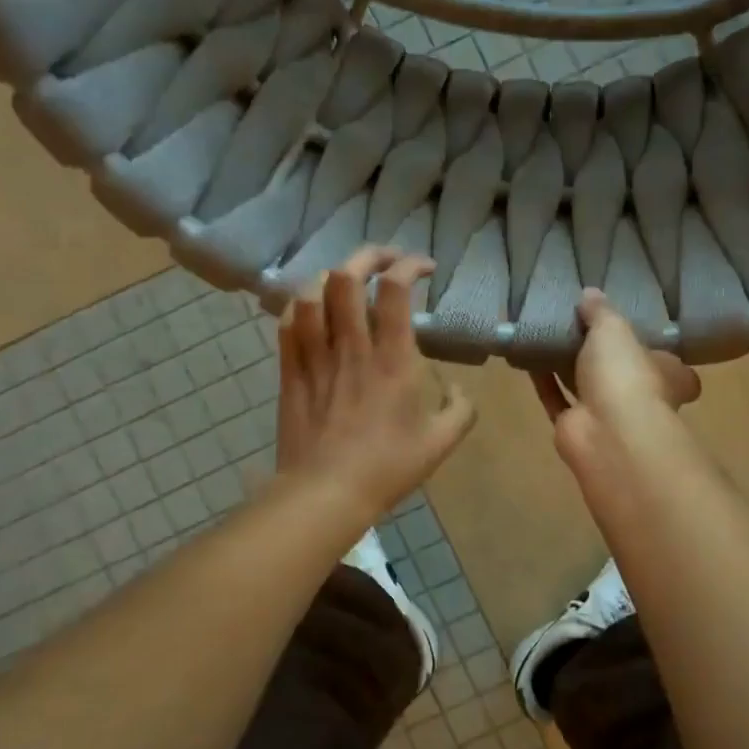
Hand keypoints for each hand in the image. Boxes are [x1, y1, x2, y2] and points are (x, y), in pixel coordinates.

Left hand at [275, 247, 477, 521]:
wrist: (326, 493)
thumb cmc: (387, 468)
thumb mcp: (441, 443)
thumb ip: (460, 410)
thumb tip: (458, 388)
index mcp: (393, 359)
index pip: (395, 289)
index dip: (409, 264)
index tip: (425, 269)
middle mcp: (352, 347)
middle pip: (347, 276)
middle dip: (367, 255)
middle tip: (385, 262)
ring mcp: (315, 357)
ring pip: (311, 293)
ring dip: (331, 277)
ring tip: (347, 283)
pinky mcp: (290, 371)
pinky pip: (287, 323)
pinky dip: (300, 305)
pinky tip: (312, 309)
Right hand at [531, 289, 700, 487]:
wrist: (608, 432)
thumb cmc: (626, 374)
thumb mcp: (614, 329)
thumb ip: (601, 311)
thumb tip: (590, 293)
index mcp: (666, 374)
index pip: (668, 362)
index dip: (652, 348)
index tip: (633, 330)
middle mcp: (640, 397)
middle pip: (622, 373)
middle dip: (603, 356)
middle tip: (578, 326)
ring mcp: (607, 416)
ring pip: (585, 386)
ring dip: (568, 365)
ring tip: (547, 335)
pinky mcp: (576, 428)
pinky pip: (557, 399)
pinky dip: (544, 380)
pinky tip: (528, 357)